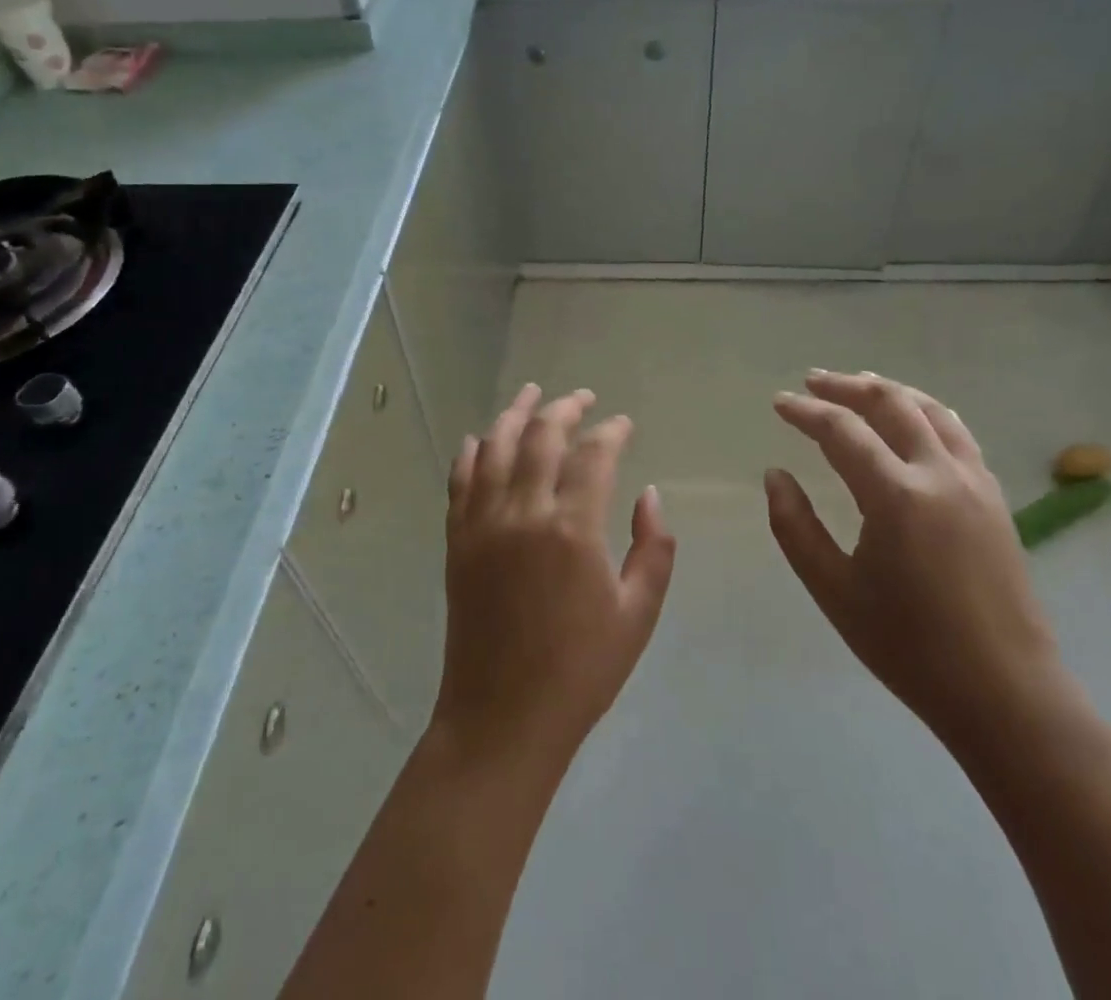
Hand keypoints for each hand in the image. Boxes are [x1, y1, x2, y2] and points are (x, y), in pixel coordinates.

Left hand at [433, 385, 676, 771]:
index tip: (623, 423)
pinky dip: (471, 452)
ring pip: (495, 447)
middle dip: (565, 408)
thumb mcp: (638, 614)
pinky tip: (480, 438)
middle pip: (541, 436)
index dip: (611, 431)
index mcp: (572, 529)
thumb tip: (649, 494)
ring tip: (532, 393)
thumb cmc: (581, 670)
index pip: (593, 454)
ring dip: (515, 414)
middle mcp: (523, 513)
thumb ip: (653, 548)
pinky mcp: (457, 541)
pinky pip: (460, 481)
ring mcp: (483, 524)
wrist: (502, 717)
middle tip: (582, 397)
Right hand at [766, 371, 1060, 746]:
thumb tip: (775, 475)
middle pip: (891, 404)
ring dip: (890, 391)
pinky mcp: (995, 498)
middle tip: (813, 381)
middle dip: (847, 386)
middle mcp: (939, 474)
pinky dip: (926, 412)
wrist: (1005, 693)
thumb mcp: (834, 590)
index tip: (779, 403)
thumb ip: (796, 527)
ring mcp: (975, 482)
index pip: (842, 431)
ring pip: (931, 410)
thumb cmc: (909, 646)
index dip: (806, 412)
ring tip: (859, 385)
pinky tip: (913, 420)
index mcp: (896, 496)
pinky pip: (957, 433)